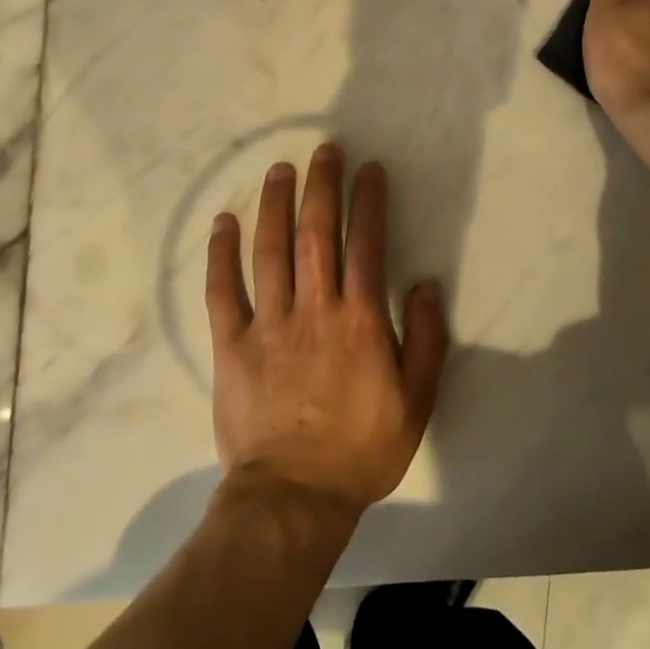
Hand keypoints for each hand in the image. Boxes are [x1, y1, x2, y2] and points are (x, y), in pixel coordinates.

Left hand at [205, 144, 448, 516]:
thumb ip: (427, 340)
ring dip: (276, 204)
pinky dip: (221, 253)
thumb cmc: (361, 450)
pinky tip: (224, 221)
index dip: (369, 202)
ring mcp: (269, 323)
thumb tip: (427, 285)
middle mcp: (314, 308)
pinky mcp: (232, 344)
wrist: (293, 498)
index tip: (369, 170)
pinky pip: (223, 290)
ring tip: (280, 169)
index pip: (366, 244)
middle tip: (324, 150)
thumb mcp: (417, 402)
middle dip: (322, 187)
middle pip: (317, 233)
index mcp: (360, 321)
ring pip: (270, 250)